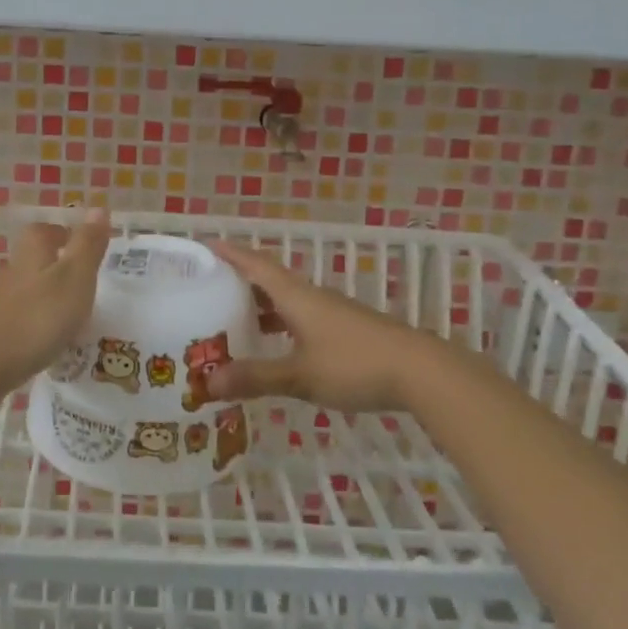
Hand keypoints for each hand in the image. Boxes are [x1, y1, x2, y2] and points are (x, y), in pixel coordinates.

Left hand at [0, 211, 110, 419]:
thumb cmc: (34, 319)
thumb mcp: (73, 279)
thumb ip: (87, 246)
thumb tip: (99, 206)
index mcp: (31, 254)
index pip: (45, 231)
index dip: (63, 234)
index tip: (82, 246)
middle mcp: (8, 272)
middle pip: (31, 262)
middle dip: (53, 270)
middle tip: (81, 288)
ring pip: (21, 294)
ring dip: (40, 302)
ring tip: (65, 324)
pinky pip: (10, 324)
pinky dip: (26, 329)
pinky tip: (37, 347)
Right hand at [205, 241, 436, 412]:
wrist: (421, 371)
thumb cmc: (354, 364)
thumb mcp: (299, 375)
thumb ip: (256, 378)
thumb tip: (208, 384)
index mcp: (296, 296)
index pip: (256, 264)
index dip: (231, 253)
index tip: (207, 244)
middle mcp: (311, 297)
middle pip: (270, 280)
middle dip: (240, 281)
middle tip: (208, 288)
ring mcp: (332, 313)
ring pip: (287, 301)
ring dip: (261, 307)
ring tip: (233, 319)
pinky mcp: (346, 330)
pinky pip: (302, 318)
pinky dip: (281, 325)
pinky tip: (276, 346)